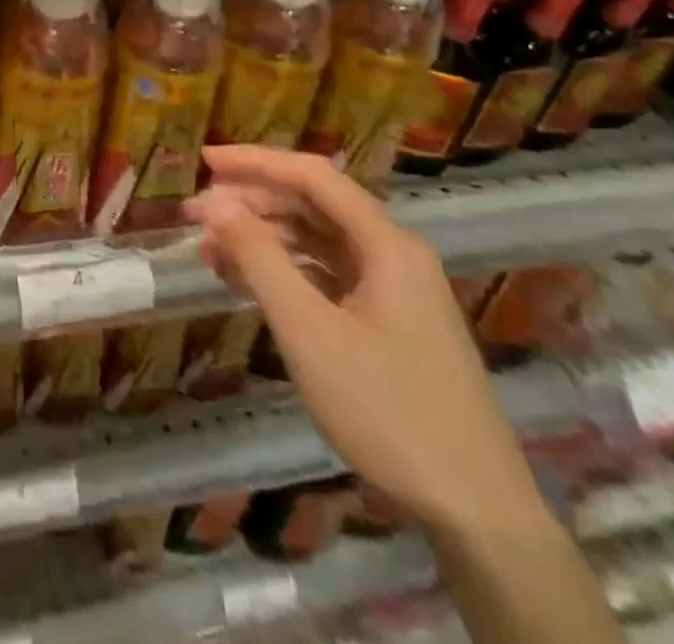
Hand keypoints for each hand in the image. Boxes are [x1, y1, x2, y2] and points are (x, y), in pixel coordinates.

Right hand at [183, 146, 542, 538]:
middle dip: (252, 202)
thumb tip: (213, 202)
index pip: (312, 176)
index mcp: (386, 244)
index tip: (203, 160)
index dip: (255, 161)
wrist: (478, 514)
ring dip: (263, 237)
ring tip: (210, 249)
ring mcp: (394, 290)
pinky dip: (284, 271)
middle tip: (196, 214)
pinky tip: (246, 282)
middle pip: (314, 204)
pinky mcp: (389, 322)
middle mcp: (393, 254)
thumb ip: (258, 258)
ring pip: (317, 241)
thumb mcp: (309, 331)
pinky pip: (326, 275)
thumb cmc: (388, 411)